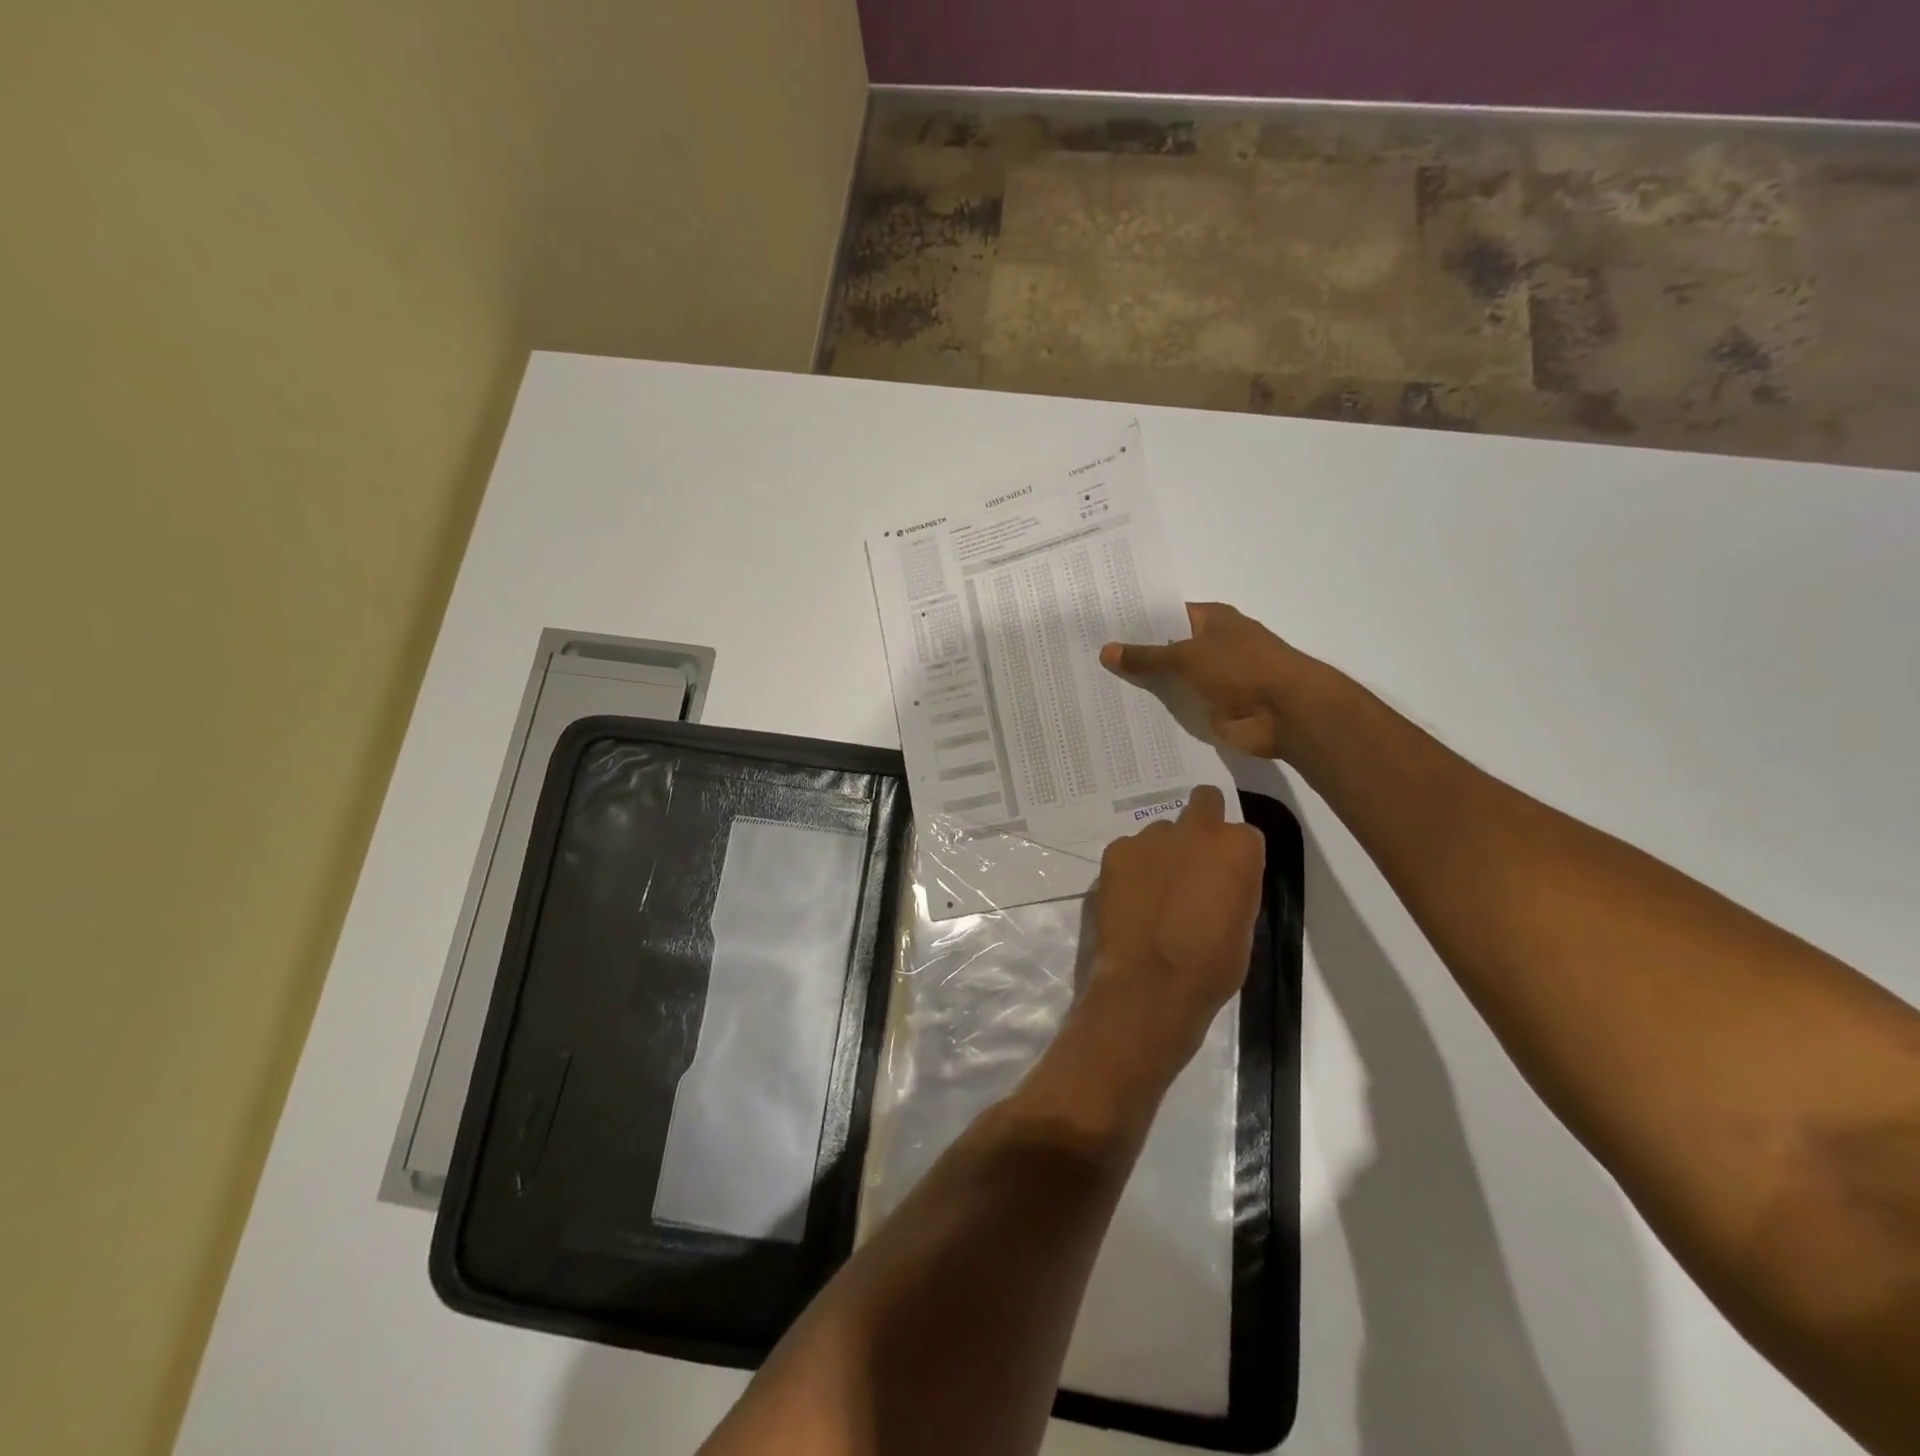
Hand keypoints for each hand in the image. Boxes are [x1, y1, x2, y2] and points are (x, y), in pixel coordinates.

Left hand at [1081, 785, 1265, 1072]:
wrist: (1149, 984)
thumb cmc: (1210, 966)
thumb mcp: (1242, 925)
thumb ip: (1233, 885)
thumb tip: (1218, 879)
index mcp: (1236, 847)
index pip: (1243, 834)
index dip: (1233, 857)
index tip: (1224, 878)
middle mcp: (1195, 829)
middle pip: (1204, 803)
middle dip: (1202, 823)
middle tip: (1192, 861)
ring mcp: (1150, 837)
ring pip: (1161, 831)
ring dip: (1162, 852)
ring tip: (1154, 891)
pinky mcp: (1115, 851)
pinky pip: (1129, 851)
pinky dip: (1132, 867)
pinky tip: (1130, 898)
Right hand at [1099, 602, 1311, 759]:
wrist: (1286, 713)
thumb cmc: (1241, 668)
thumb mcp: (1187, 656)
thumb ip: (1147, 656)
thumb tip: (1106, 651)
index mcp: (1213, 620)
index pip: (1167, 615)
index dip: (1137, 620)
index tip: (1101, 628)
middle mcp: (1213, 645)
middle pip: (1166, 648)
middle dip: (1135, 655)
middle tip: (1090, 659)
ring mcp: (1214, 679)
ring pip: (1171, 680)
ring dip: (1145, 686)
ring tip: (1098, 688)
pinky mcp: (1213, 708)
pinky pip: (1179, 707)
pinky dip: (1159, 711)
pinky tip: (1124, 714)